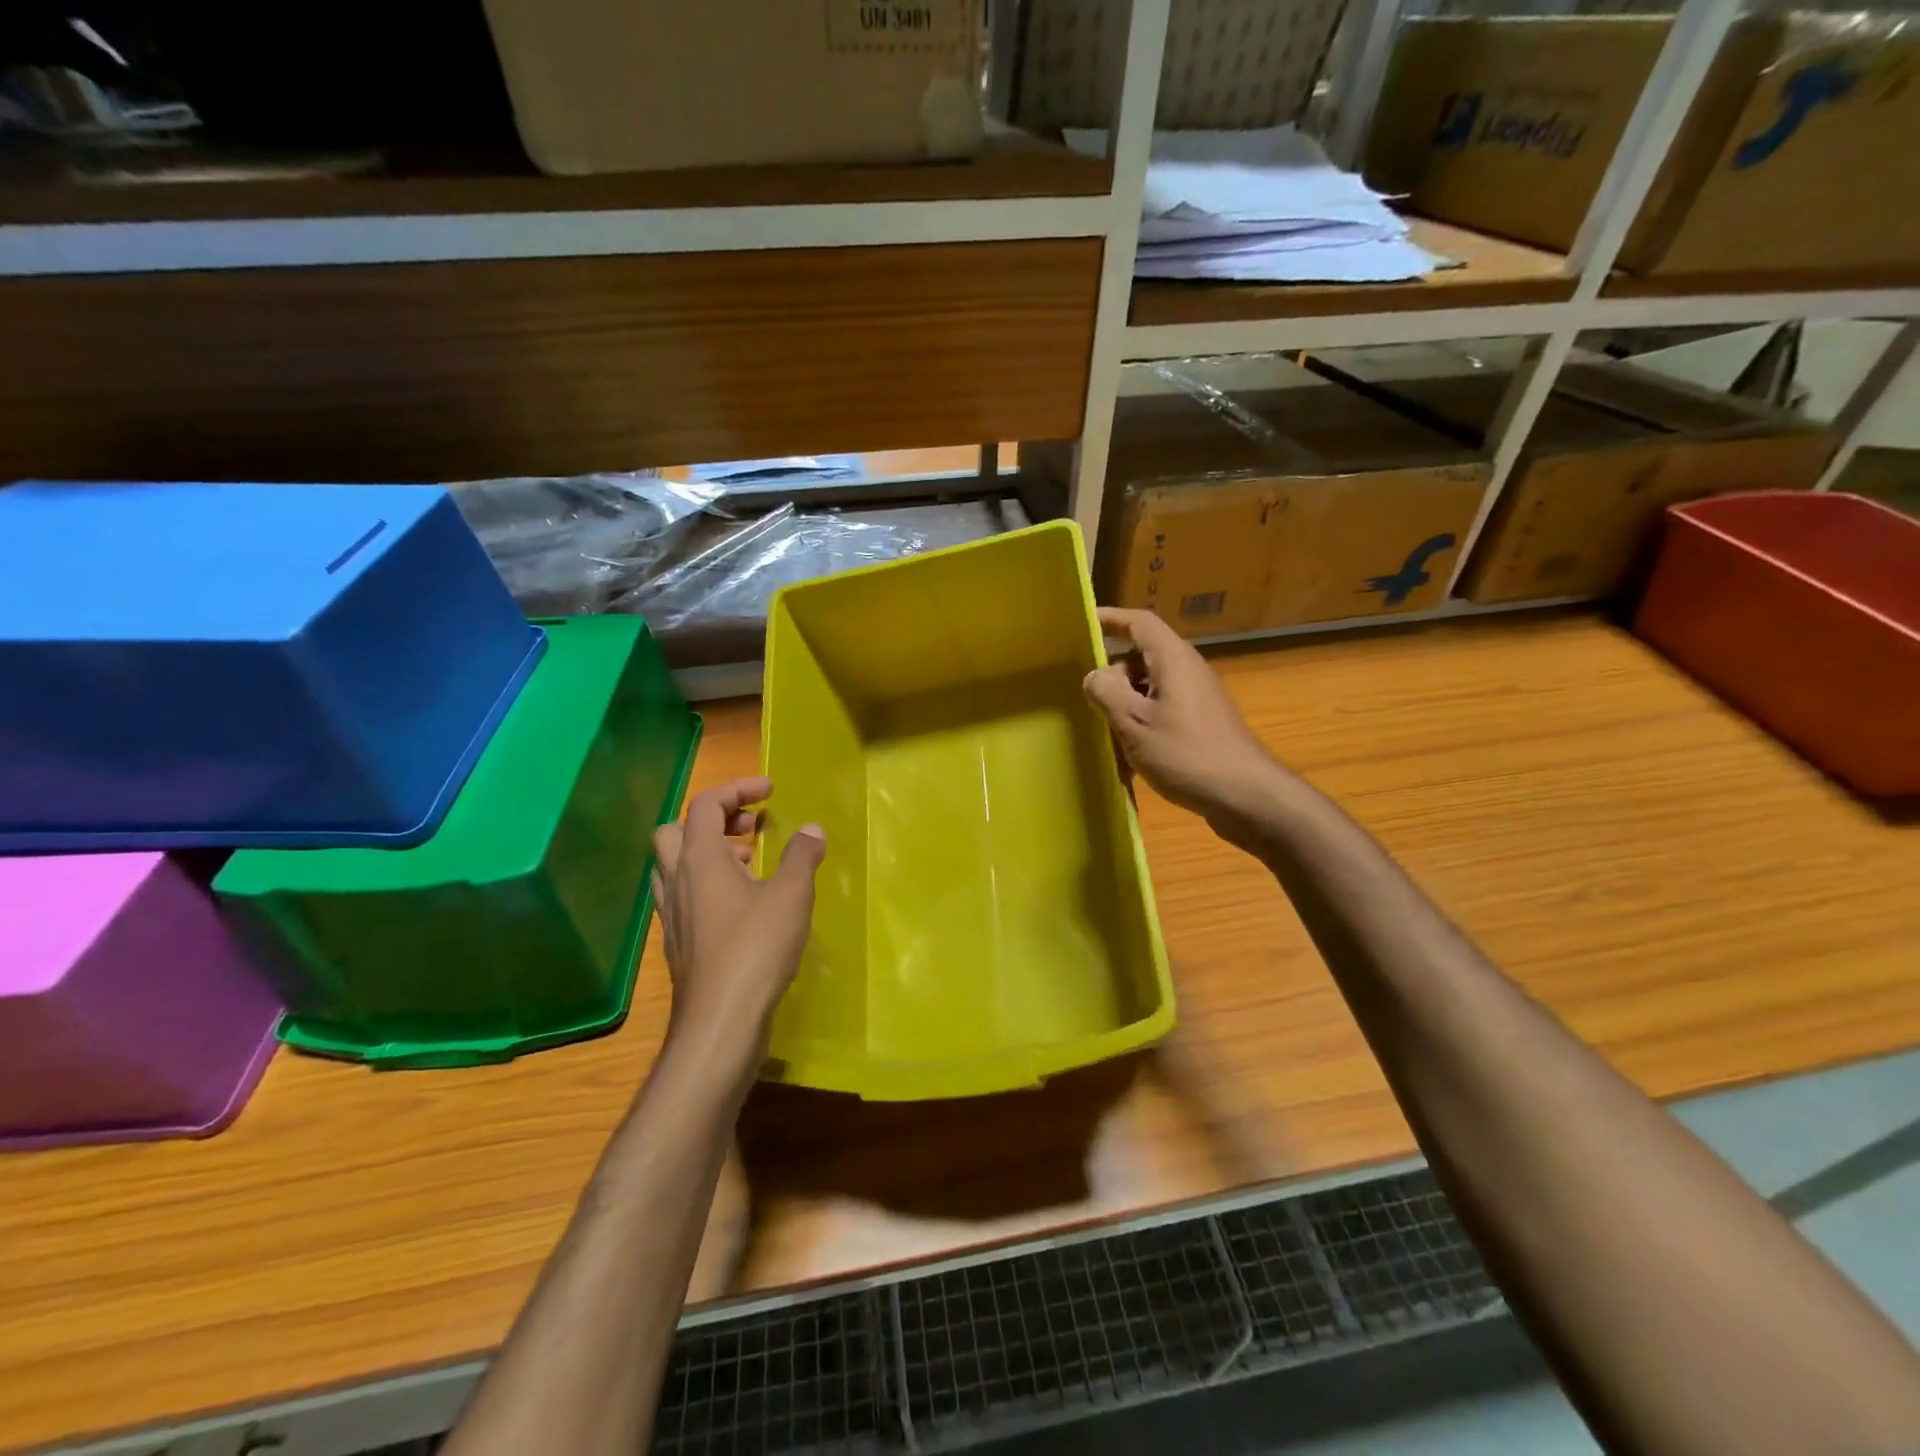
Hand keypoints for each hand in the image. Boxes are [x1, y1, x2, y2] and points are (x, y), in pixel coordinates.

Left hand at [651, 777, 825, 1071]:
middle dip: (715, 820)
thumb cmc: (755, 948)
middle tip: (751, 829)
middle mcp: (678, 880)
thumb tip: (812, 829)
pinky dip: (709, 885)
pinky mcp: (680, 942)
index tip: (770, 791)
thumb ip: (802, 856)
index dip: (738, 789)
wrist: (721, 1020)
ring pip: (677, 865)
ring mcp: (674, 914)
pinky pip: (687, 896)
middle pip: (677, 830)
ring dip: (710, 853)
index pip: (706, 804)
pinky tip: (743, 904)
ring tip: (751, 862)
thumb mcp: (790, 895)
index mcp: (699, 858)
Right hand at [1083, 608, 1288, 842]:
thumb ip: (1107, 692)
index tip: (1083, 623)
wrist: (1245, 795)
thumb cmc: (1186, 753)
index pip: (1139, 622)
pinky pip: (1162, 710)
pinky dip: (1142, 723)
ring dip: (1125, 704)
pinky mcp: (1201, 722)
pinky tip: (1131, 757)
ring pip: (1150, 687)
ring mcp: (1196, 697)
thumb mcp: (1134, 722)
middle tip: (1087, 699)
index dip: (1111, 618)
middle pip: (1141, 657)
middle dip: (1112, 674)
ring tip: (1106, 732)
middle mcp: (1187, 670)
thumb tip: (1094, 676)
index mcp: (1172, 659)